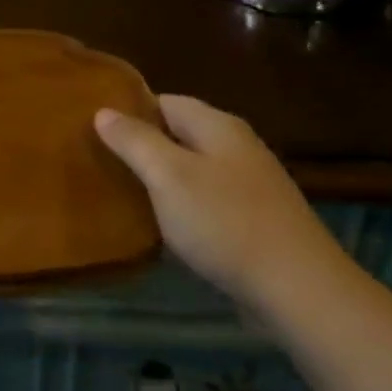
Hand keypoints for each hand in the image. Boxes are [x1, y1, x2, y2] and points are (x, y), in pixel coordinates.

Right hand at [94, 94, 347, 310]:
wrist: (299, 289)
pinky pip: (205, 199)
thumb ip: (134, 141)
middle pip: (177, 134)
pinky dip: (180, 205)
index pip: (163, 101)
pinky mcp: (253, 219)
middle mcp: (236, 146)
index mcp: (217, 126)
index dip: (128, 111)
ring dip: (159, 178)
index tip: (92, 129)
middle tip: (99, 162)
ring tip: (120, 192)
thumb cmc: (225, 222)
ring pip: (190, 168)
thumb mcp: (168, 176)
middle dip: (140, 146)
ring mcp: (249, 184)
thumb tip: (103, 111)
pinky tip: (161, 224)